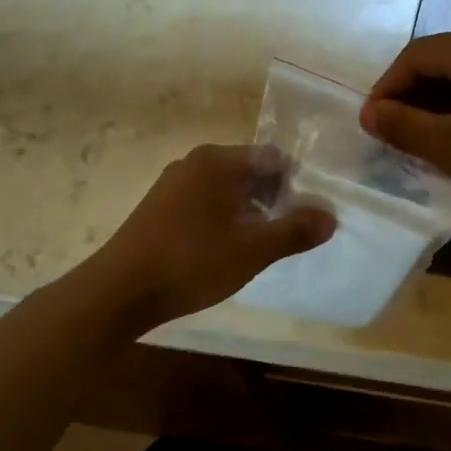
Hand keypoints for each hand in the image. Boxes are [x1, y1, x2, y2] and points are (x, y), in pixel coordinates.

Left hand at [87, 145, 334, 331]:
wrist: (119, 292)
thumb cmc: (191, 262)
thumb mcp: (253, 250)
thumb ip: (295, 231)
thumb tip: (331, 217)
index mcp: (217, 161)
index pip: (273, 158)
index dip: (297, 184)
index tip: (309, 214)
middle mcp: (194, 163)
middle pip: (251, 172)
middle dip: (275, 199)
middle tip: (291, 233)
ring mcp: (173, 184)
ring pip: (228, 190)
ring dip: (251, 212)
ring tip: (263, 245)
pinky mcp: (161, 207)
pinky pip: (207, 203)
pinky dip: (225, 219)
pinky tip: (228, 250)